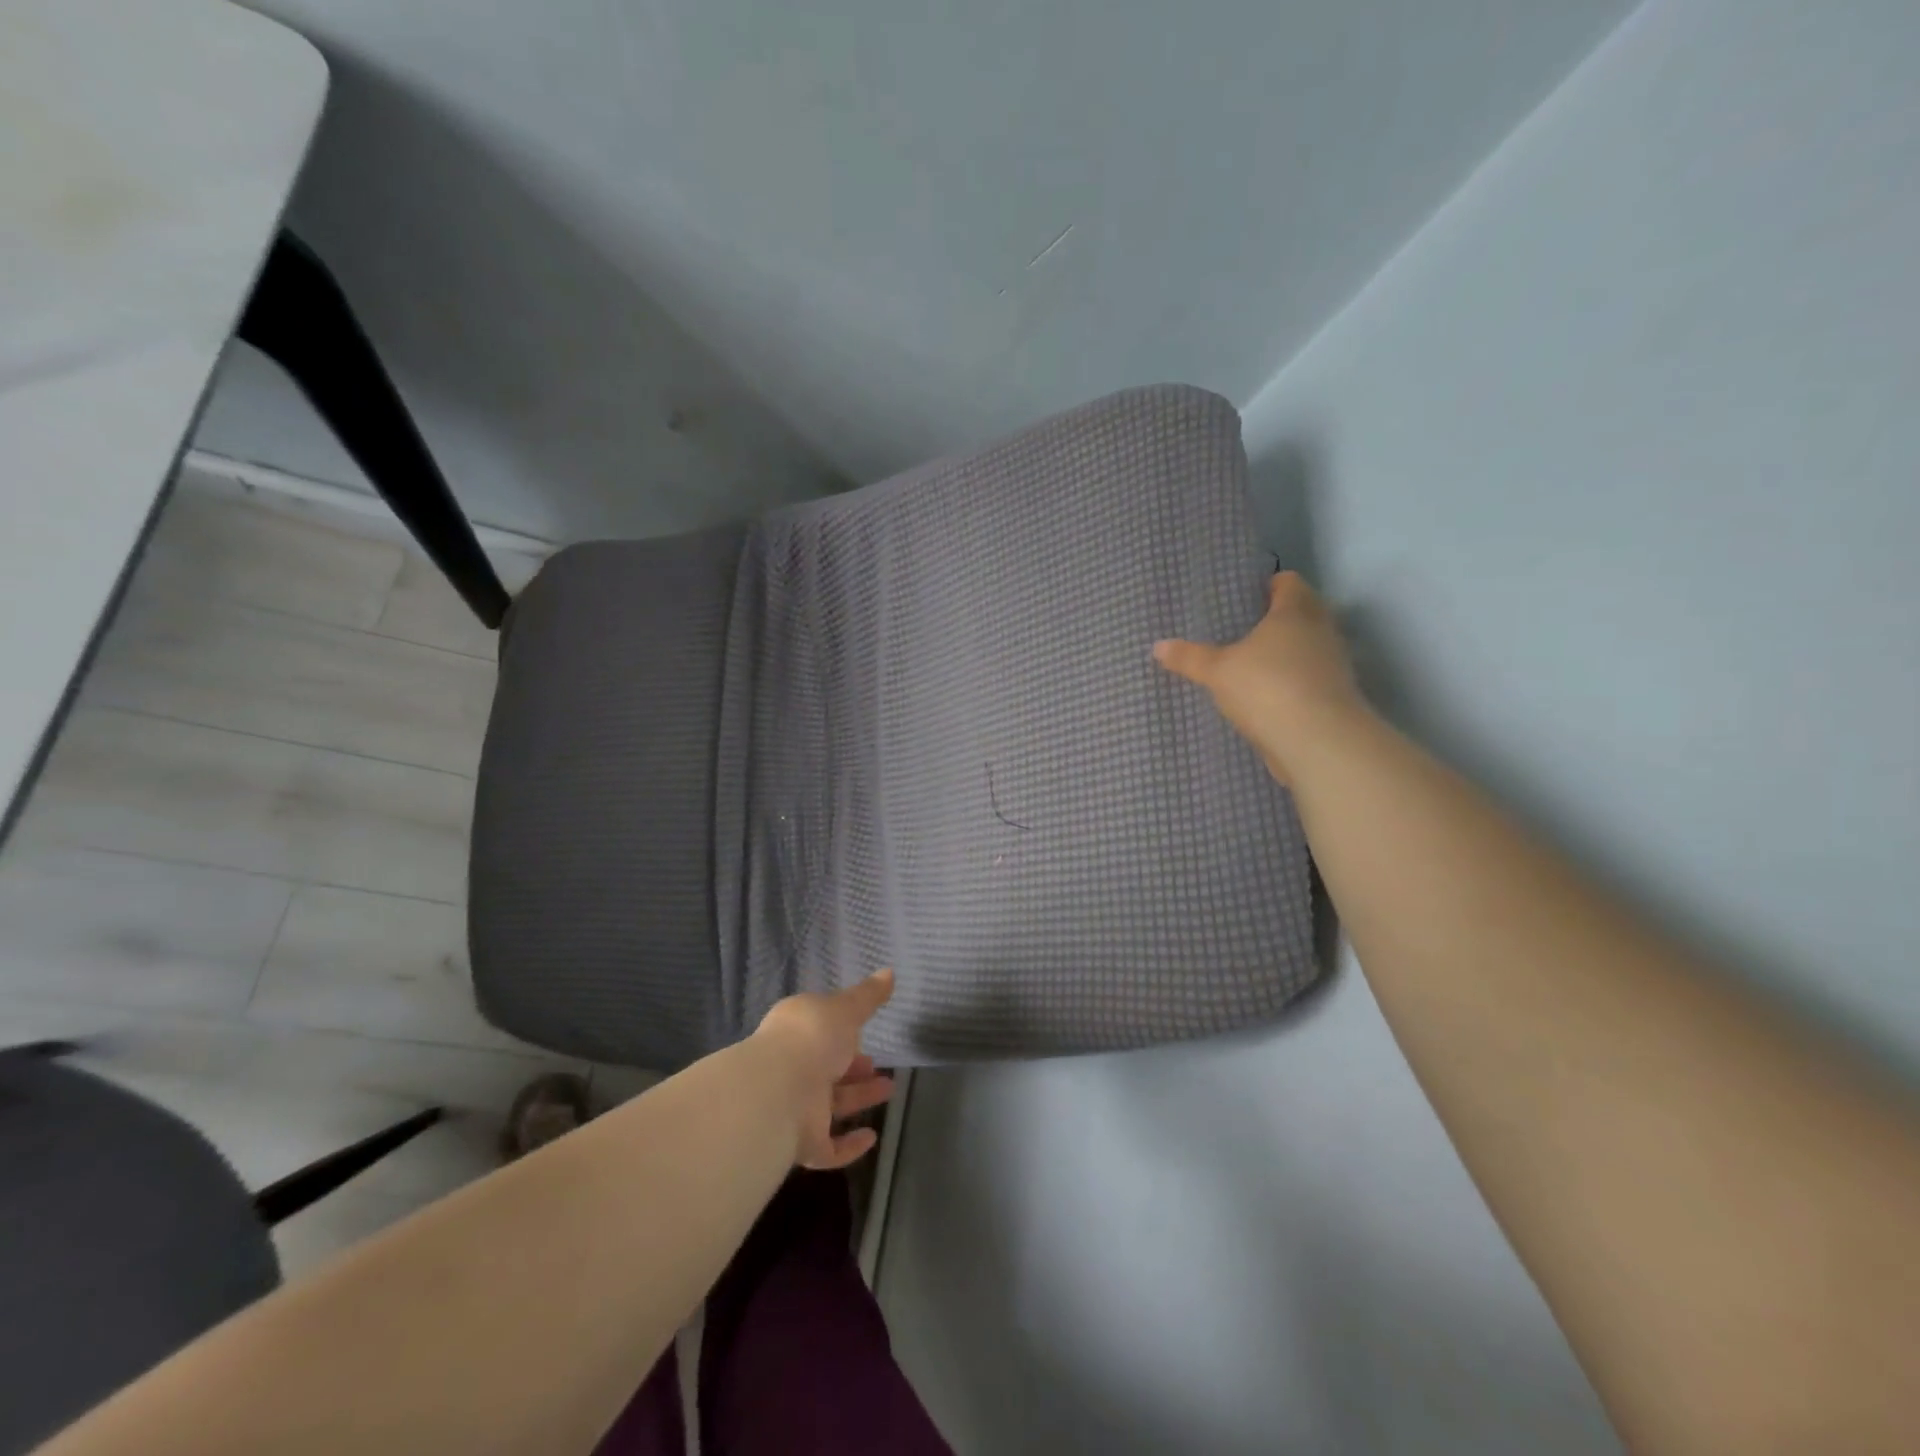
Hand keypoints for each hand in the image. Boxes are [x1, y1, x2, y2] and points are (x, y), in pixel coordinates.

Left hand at [751, 969, 896, 1169]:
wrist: (778, 1092)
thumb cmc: (812, 1038)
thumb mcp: (845, 1007)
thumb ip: (868, 995)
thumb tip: (889, 972)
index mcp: (796, 1032)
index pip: (819, 1030)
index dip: (841, 1030)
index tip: (865, 1031)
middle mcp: (793, 1067)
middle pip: (826, 1067)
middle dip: (852, 1066)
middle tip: (877, 1065)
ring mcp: (796, 1107)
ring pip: (831, 1104)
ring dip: (858, 1098)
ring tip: (888, 1090)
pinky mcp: (802, 1143)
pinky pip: (828, 1147)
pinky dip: (849, 1145)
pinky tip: (871, 1138)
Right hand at [1153, 571, 1365, 784]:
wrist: (1319, 742)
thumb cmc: (1267, 687)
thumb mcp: (1217, 671)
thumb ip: (1189, 657)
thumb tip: (1158, 646)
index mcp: (1295, 611)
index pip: (1287, 581)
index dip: (1267, 584)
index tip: (1244, 595)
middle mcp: (1321, 630)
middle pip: (1301, 612)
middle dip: (1275, 619)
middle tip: (1241, 628)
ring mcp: (1333, 664)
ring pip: (1307, 647)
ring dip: (1285, 653)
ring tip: (1250, 662)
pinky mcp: (1334, 696)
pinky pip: (1308, 678)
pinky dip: (1290, 682)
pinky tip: (1265, 695)